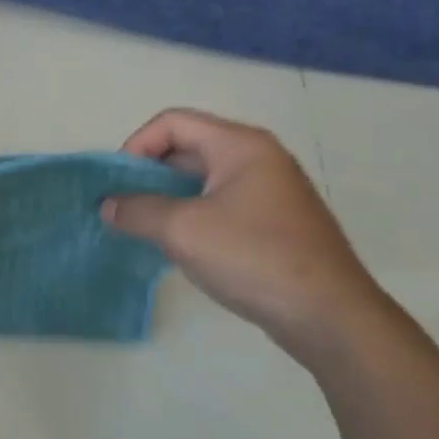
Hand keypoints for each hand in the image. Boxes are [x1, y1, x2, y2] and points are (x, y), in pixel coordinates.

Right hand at [104, 108, 382, 346]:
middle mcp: (258, 158)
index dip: (136, 146)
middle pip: (187, 147)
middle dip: (148, 173)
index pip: (172, 122)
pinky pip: (220, 203)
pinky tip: (178, 244)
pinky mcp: (274, 221)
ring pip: (202, 178)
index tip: (117, 184)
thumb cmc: (253, 258)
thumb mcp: (182, 230)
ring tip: (143, 226)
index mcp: (240, 145)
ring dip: (167, 196)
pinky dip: (191, 214)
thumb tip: (108, 206)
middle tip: (124, 206)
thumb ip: (136, 211)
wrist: (329, 316)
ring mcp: (270, 190)